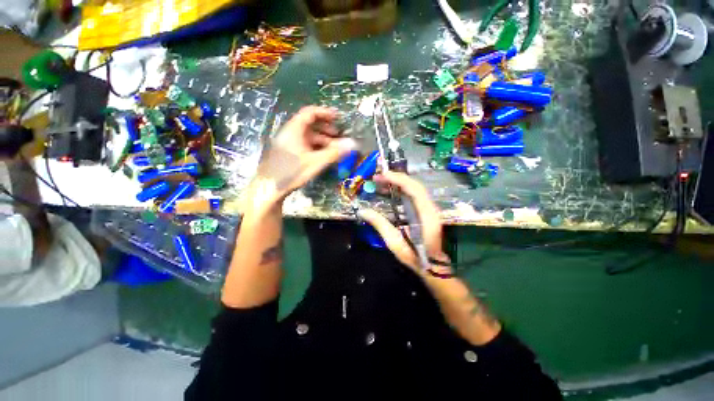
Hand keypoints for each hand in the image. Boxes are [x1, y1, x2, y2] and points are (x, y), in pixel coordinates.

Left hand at [248, 106, 356, 207]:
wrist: (268, 188)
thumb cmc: (291, 172)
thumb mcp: (315, 162)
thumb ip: (335, 152)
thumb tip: (353, 144)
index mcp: (294, 130)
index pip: (310, 113)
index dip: (325, 113)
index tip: (338, 117)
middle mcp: (290, 133)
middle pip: (310, 124)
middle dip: (326, 128)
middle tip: (338, 135)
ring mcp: (288, 143)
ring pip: (307, 136)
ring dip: (322, 139)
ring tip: (333, 148)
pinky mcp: (288, 153)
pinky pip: (304, 145)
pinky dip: (315, 147)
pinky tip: (322, 156)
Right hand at [357, 171, 450, 274]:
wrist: (431, 266)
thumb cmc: (414, 256)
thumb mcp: (394, 242)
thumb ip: (380, 224)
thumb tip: (363, 211)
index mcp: (426, 215)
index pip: (414, 190)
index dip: (399, 179)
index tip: (384, 175)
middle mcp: (431, 208)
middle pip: (415, 186)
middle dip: (396, 178)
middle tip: (378, 177)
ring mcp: (430, 209)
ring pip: (415, 189)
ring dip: (398, 183)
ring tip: (381, 182)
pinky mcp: (426, 211)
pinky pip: (414, 195)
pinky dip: (401, 190)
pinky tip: (390, 191)